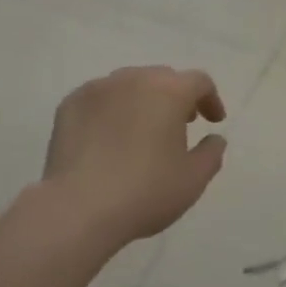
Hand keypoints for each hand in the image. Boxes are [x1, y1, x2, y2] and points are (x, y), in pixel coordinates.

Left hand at [39, 65, 228, 245]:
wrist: (78, 208)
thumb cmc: (145, 192)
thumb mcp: (193, 180)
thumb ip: (211, 153)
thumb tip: (215, 138)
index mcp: (169, 91)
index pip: (199, 82)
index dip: (210, 99)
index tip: (213, 121)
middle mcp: (134, 79)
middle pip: (163, 78)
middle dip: (176, 97)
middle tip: (180, 124)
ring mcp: (98, 89)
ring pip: (129, 85)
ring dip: (143, 100)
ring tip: (142, 130)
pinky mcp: (70, 104)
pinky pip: (100, 99)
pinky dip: (111, 110)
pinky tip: (109, 137)